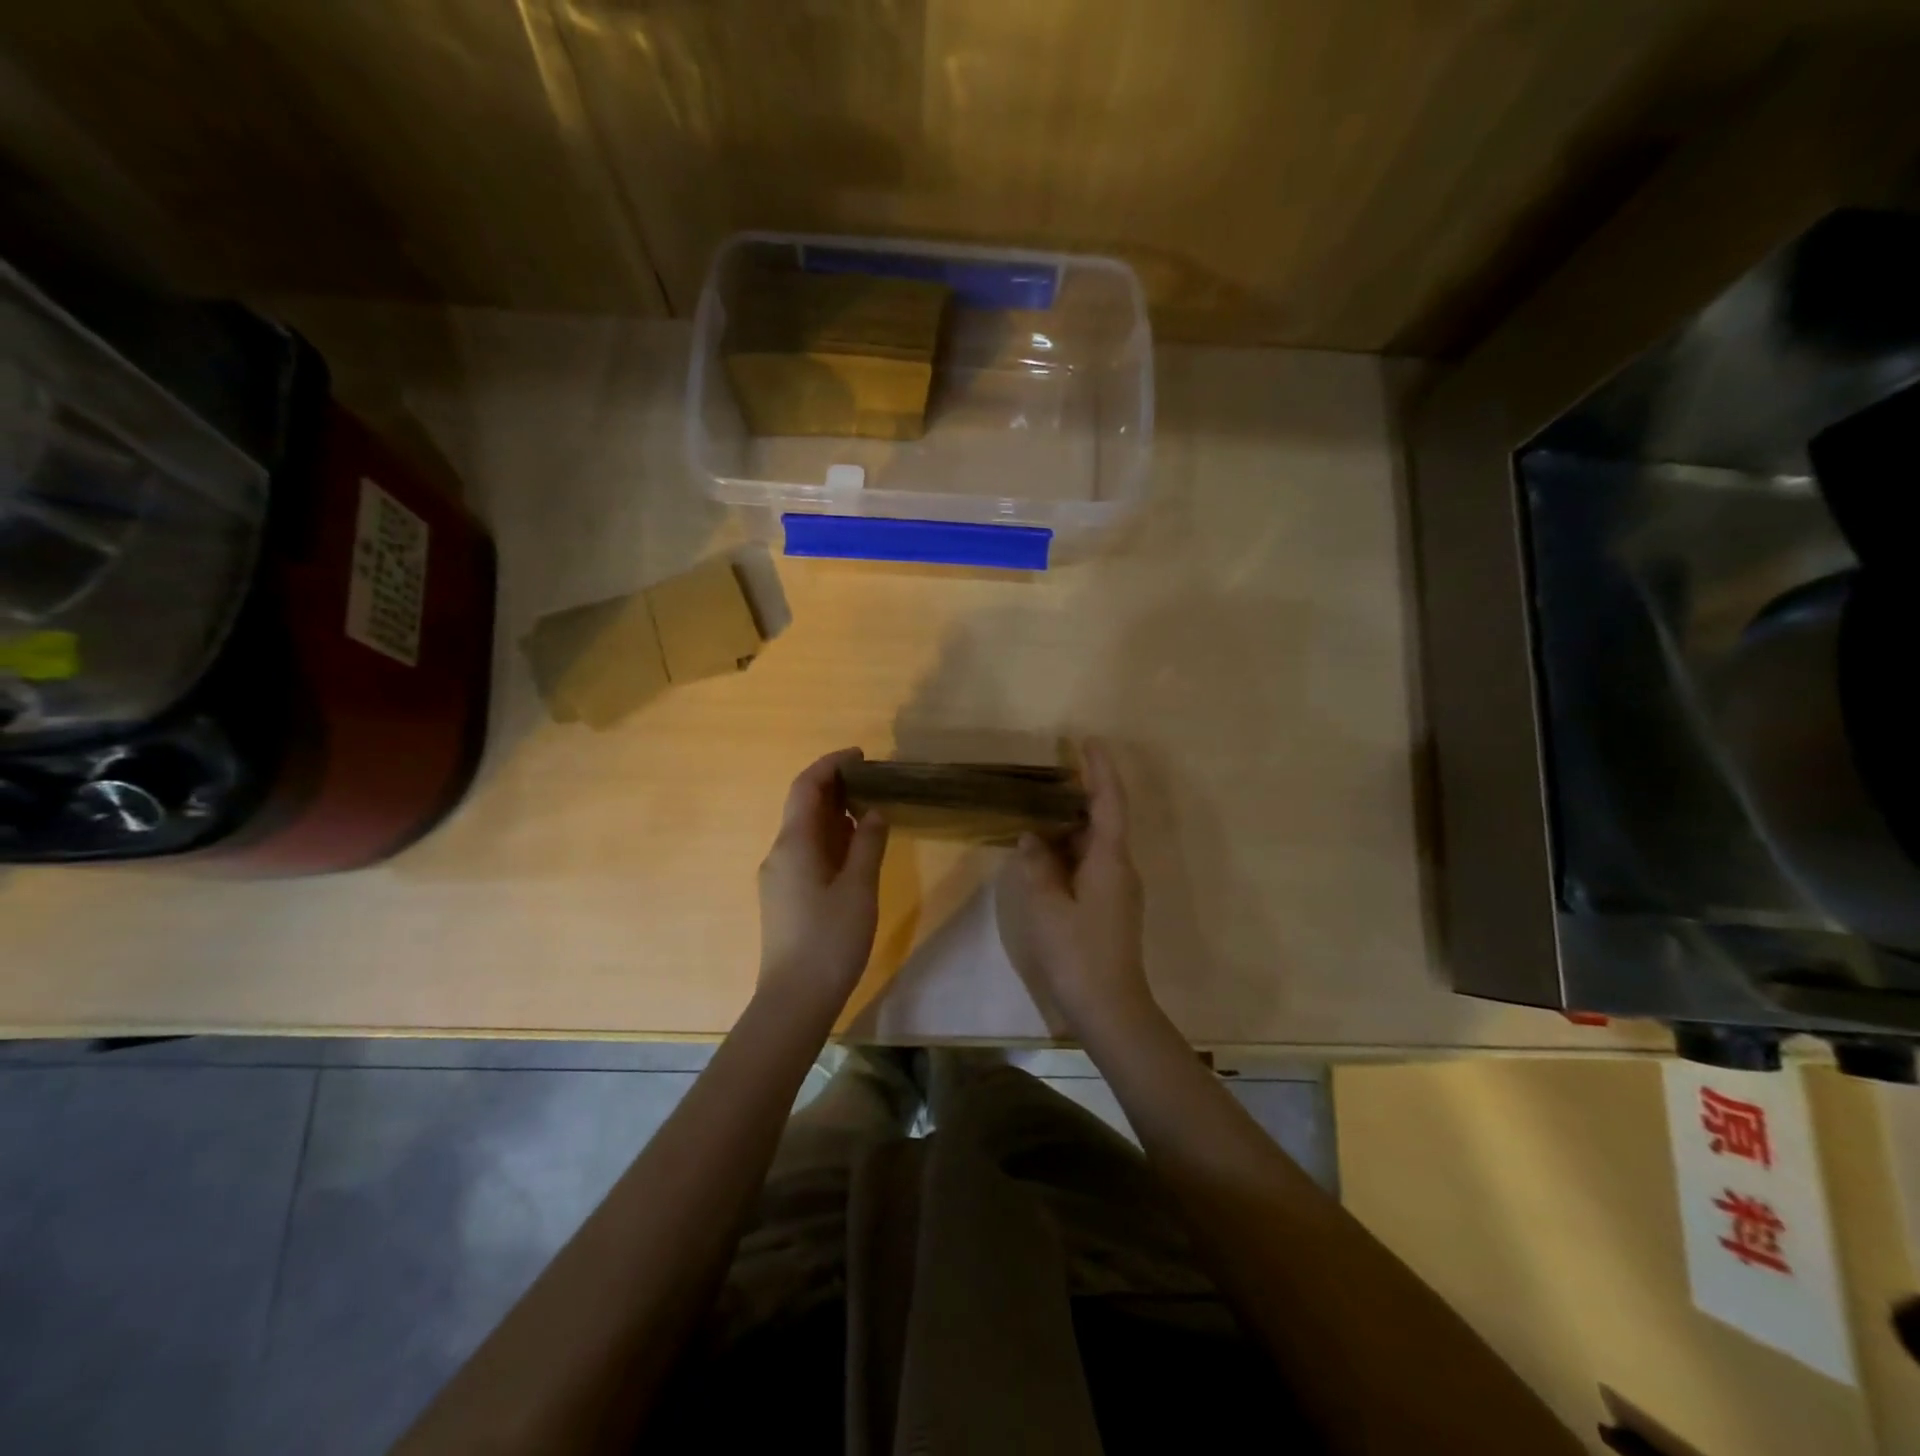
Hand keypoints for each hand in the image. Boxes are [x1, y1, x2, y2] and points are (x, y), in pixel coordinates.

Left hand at [756, 748, 889, 1008]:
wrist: (795, 999)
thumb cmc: (830, 940)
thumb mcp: (859, 888)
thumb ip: (868, 844)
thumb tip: (874, 812)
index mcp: (793, 844)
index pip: (806, 787)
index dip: (831, 764)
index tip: (862, 755)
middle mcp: (779, 853)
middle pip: (803, 806)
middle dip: (835, 787)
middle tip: (873, 781)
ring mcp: (779, 877)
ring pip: (805, 832)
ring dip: (833, 815)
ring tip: (870, 809)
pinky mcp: (784, 898)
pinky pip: (806, 853)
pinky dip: (829, 840)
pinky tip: (854, 849)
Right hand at [996, 741, 1153, 1033]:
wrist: (1110, 1007)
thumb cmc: (1077, 952)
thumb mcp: (1046, 906)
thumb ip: (1036, 866)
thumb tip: (1031, 837)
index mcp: (1110, 859)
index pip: (1109, 802)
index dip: (1100, 770)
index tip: (1088, 742)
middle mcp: (1120, 867)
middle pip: (1105, 819)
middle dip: (1083, 792)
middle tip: (1053, 773)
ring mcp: (1117, 888)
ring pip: (1096, 843)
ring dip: (1073, 823)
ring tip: (1042, 807)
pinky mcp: (1109, 906)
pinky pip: (1090, 863)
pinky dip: (1070, 849)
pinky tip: (1046, 852)